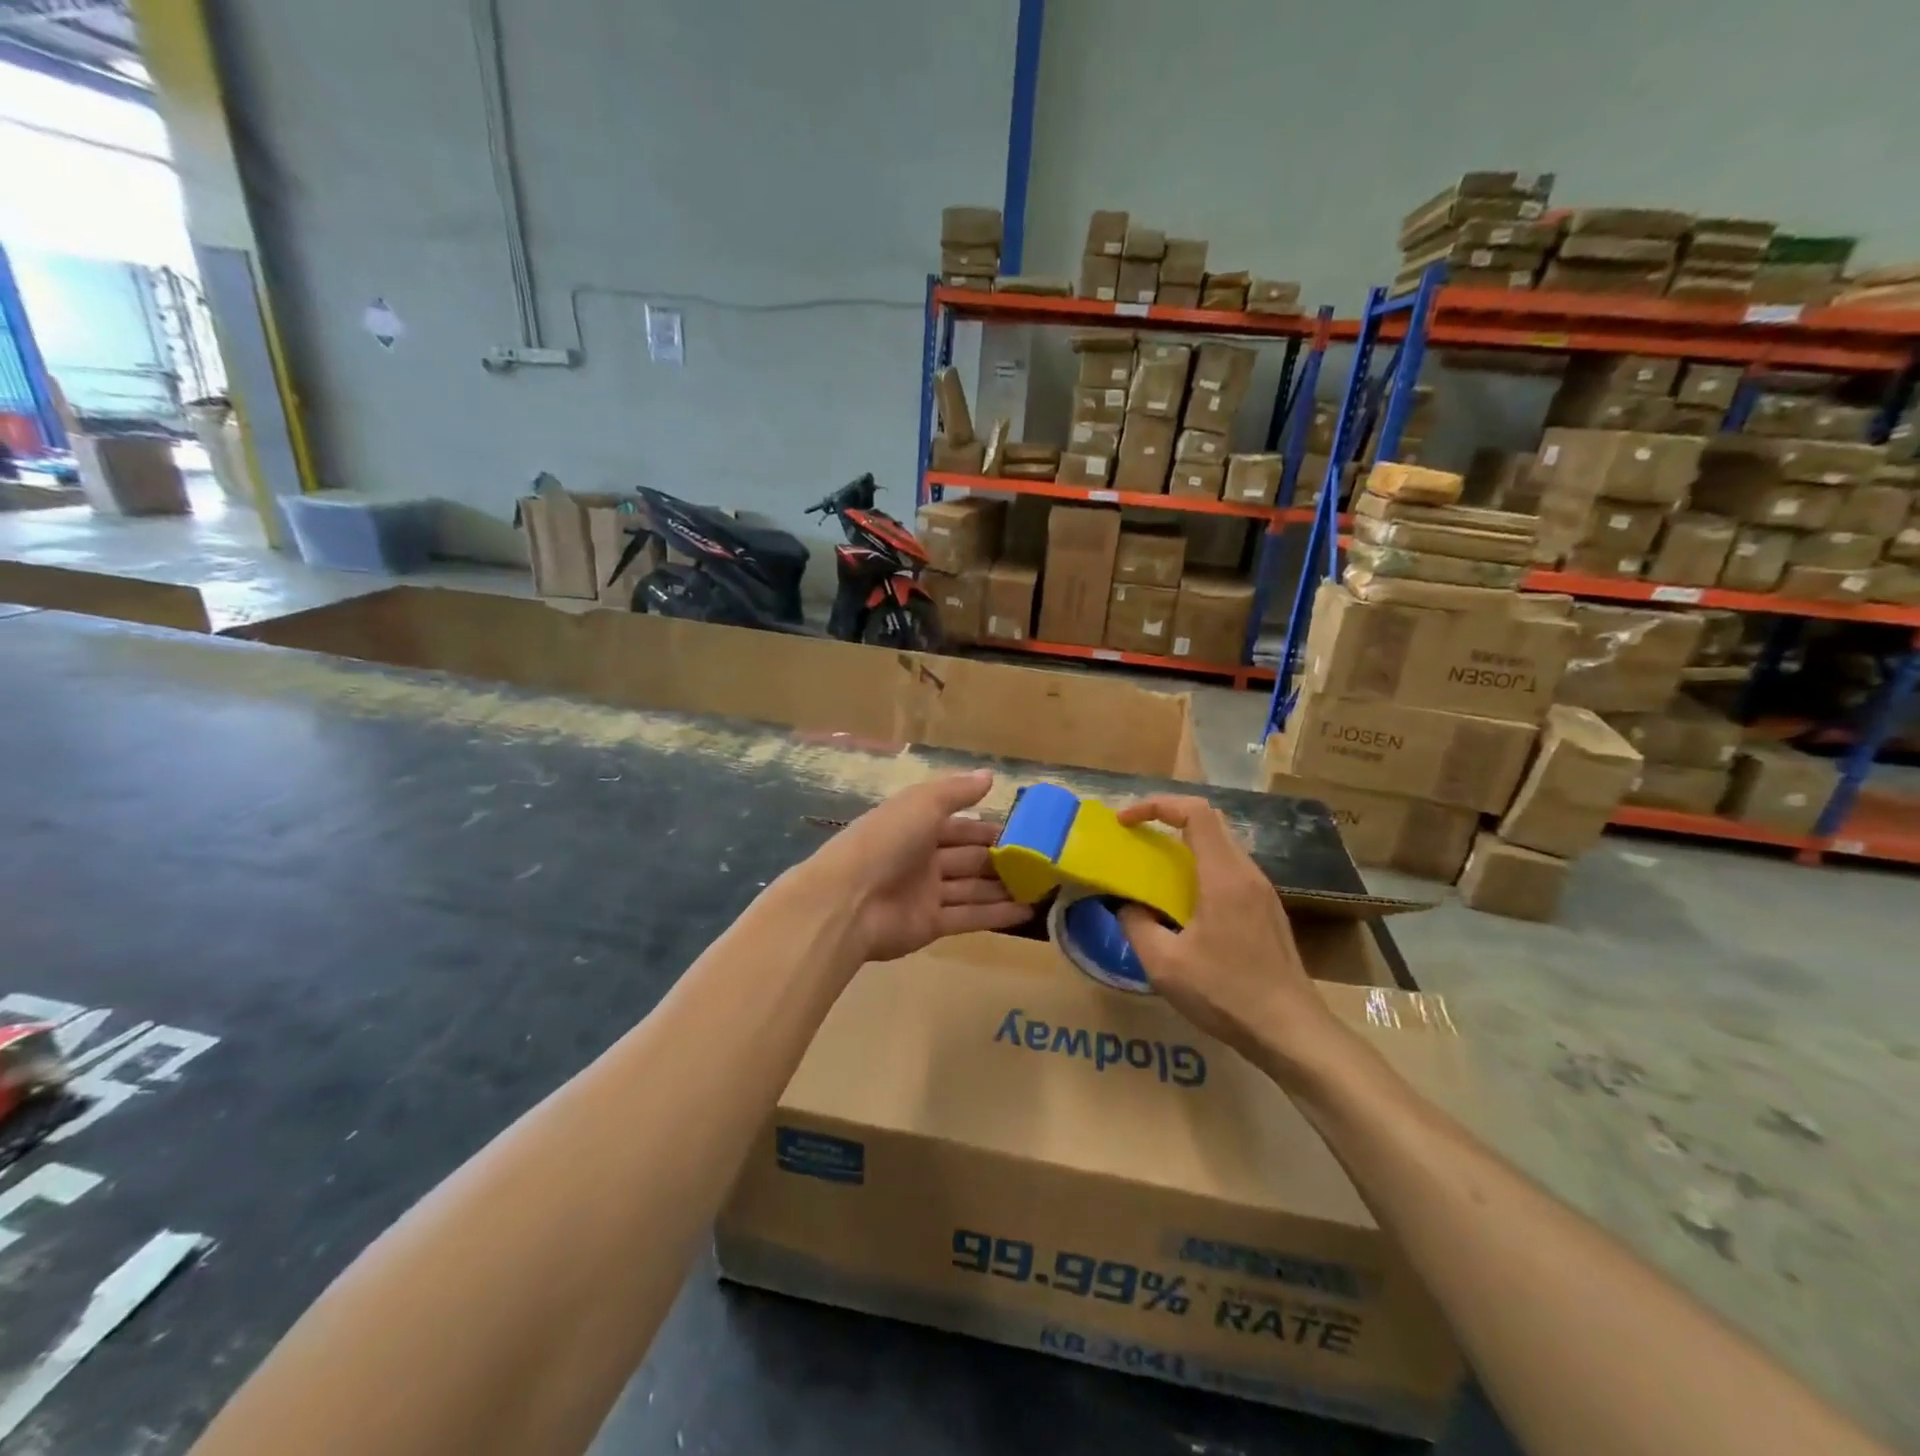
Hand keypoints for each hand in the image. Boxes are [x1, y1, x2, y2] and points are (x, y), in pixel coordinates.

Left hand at [804, 770, 1031, 963]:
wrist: (847, 901)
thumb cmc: (885, 841)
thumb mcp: (922, 803)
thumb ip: (957, 791)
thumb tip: (989, 776)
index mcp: (916, 826)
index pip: (960, 826)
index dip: (989, 828)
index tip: (1026, 832)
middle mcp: (922, 858)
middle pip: (969, 858)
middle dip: (1002, 860)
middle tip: (1042, 863)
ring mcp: (926, 893)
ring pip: (972, 888)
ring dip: (1004, 888)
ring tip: (1043, 888)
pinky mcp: (930, 925)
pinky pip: (969, 916)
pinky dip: (997, 915)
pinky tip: (1028, 913)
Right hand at [1115, 796, 1338, 1078]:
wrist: (1291, 1032)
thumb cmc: (1226, 994)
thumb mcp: (1164, 964)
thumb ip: (1136, 925)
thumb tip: (1126, 905)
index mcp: (1224, 876)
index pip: (1195, 812)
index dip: (1156, 805)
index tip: (1125, 822)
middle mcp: (1248, 874)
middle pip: (1210, 821)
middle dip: (1168, 818)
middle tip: (1136, 836)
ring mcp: (1263, 892)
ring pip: (1221, 846)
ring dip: (1185, 844)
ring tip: (1154, 866)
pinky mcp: (1268, 911)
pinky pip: (1230, 870)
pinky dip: (1200, 867)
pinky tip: (1184, 901)